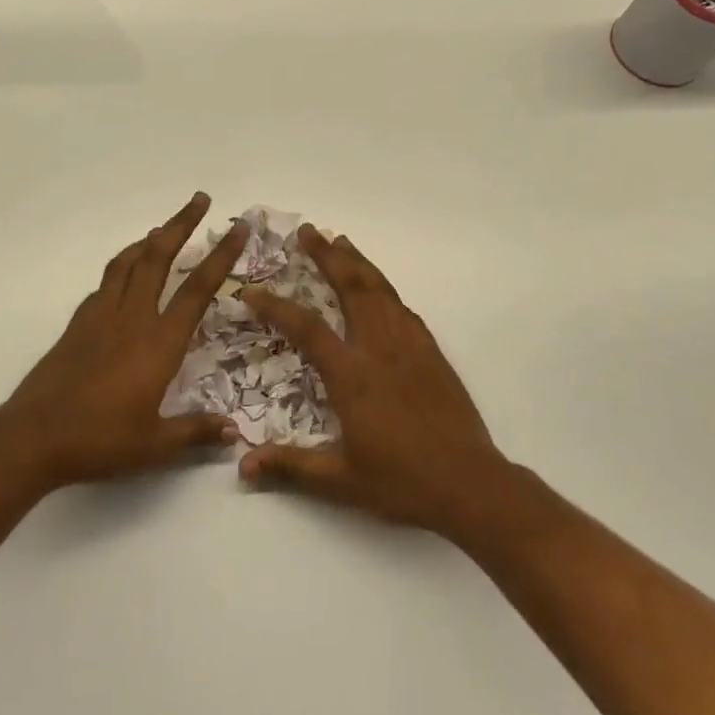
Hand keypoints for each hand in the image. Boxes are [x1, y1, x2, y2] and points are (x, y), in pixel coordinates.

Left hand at [0, 193, 247, 491]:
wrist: (34, 436)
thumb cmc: (100, 439)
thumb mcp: (154, 445)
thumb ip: (195, 432)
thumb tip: (233, 432)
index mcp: (160, 342)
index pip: (197, 289)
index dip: (221, 256)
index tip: (237, 228)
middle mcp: (133, 317)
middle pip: (159, 257)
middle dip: (182, 224)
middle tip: (200, 199)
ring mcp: (102, 315)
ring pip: (129, 261)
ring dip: (150, 238)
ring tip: (164, 227)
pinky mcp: (79, 322)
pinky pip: (107, 280)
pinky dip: (123, 264)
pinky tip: (126, 272)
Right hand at [239, 226, 512, 540]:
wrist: (470, 483)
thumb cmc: (402, 482)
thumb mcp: (341, 481)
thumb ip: (292, 467)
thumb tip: (243, 467)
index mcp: (352, 376)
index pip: (307, 328)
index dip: (277, 307)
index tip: (252, 291)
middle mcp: (379, 349)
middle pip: (351, 288)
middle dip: (327, 256)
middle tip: (309, 231)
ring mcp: (409, 346)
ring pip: (380, 290)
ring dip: (358, 262)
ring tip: (340, 241)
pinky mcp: (431, 352)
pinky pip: (404, 308)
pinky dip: (386, 289)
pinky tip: (380, 288)